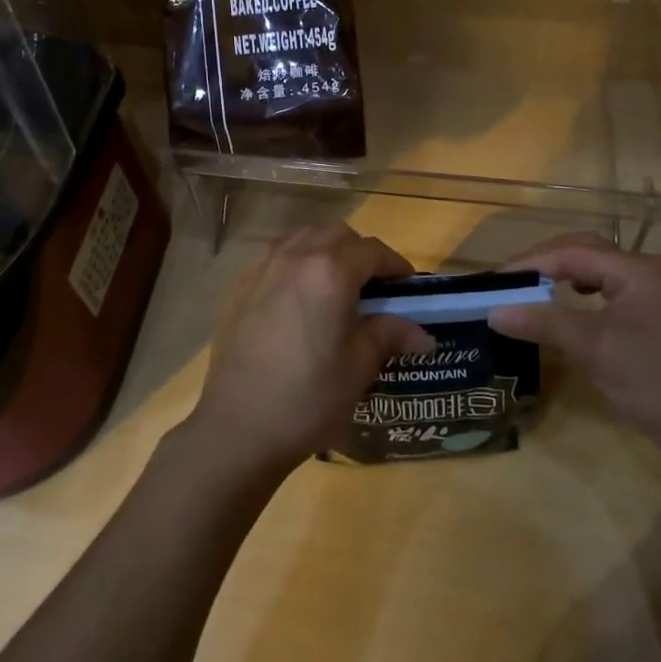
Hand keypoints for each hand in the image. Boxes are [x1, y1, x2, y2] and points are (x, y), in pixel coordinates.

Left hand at [188, 222, 435, 478]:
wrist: (237, 427)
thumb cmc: (307, 398)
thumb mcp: (358, 367)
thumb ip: (388, 335)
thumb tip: (423, 334)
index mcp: (330, 271)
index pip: (373, 251)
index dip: (396, 265)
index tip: (407, 287)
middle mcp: (295, 255)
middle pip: (337, 234)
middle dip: (361, 253)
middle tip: (373, 288)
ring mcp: (263, 267)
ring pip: (304, 237)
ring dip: (326, 250)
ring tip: (336, 288)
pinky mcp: (240, 284)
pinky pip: (276, 255)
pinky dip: (296, 262)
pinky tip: (299, 298)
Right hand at [488, 234, 660, 478]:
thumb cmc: (654, 382)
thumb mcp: (593, 349)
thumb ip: (543, 322)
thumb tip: (493, 311)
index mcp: (638, 269)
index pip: (572, 252)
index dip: (531, 263)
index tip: (495, 280)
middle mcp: (648, 271)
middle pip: (586, 251)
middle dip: (545, 262)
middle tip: (509, 281)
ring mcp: (655, 293)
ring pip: (598, 269)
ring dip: (562, 274)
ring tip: (530, 288)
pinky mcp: (656, 316)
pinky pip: (609, 289)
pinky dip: (581, 291)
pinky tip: (568, 303)